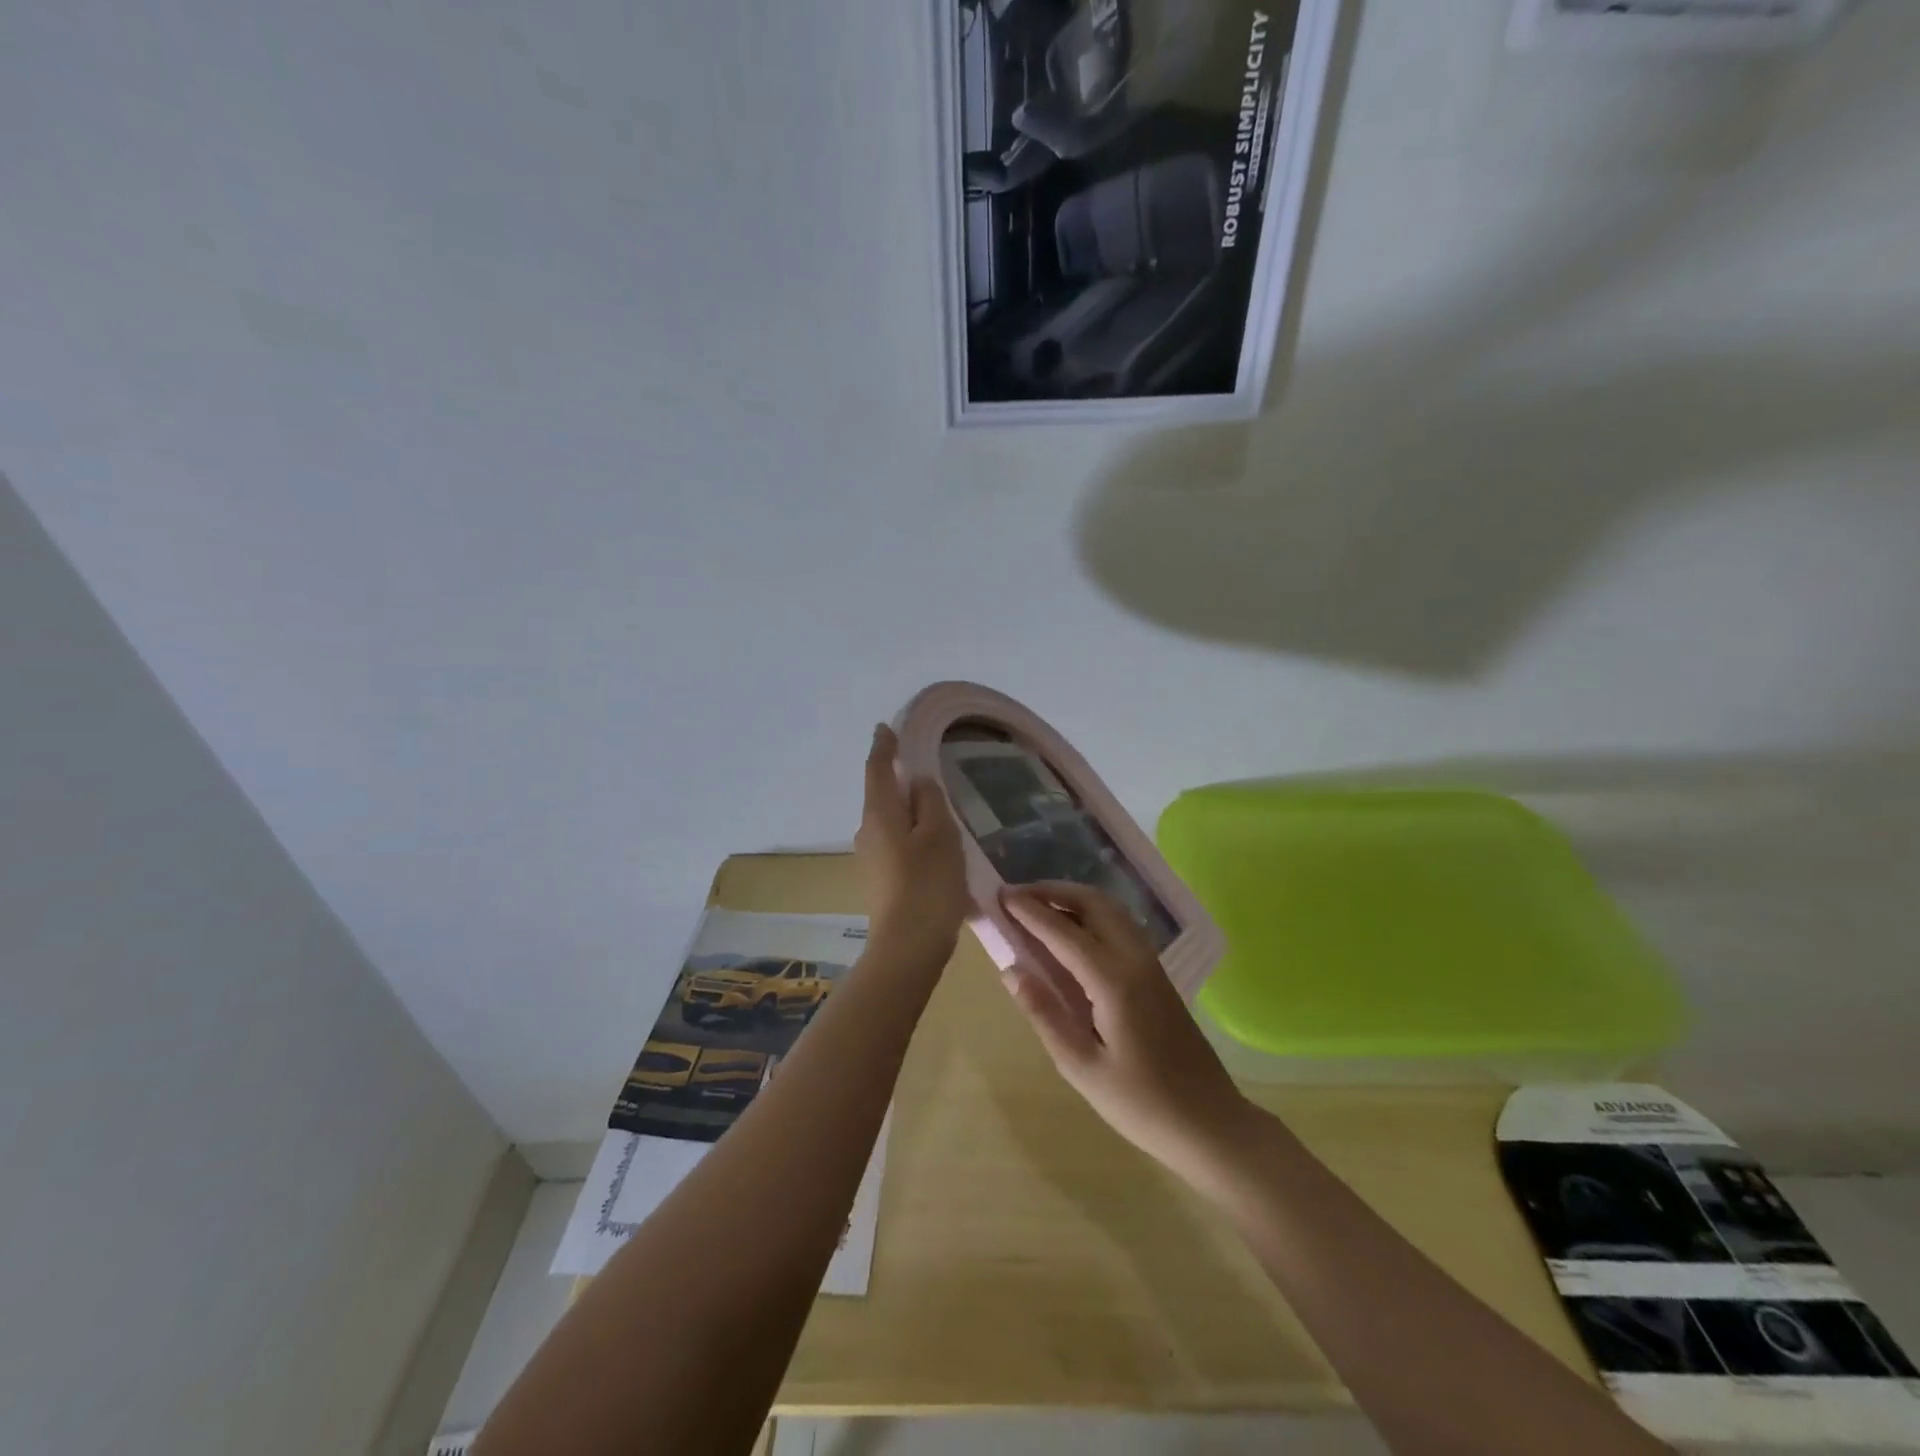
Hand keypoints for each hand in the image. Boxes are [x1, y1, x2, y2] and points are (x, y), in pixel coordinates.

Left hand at [855, 724, 968, 963]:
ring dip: (907, 810)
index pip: (877, 769)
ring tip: (936, 809)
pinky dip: (910, 834)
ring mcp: (870, 858)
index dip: (883, 747)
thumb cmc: (928, 882)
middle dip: (897, 779)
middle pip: (881, 795)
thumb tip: (917, 782)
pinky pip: (895, 843)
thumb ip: (930, 801)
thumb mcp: (939, 834)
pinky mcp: (879, 880)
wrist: (908, 946)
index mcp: (879, 813)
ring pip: (889, 821)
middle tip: (924, 768)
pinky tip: (932, 845)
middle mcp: (867, 831)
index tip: (887, 728)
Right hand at [1002, 881, 1247, 1174]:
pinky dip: (1090, 913)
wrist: (1209, 1122)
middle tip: (1016, 896)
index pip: (1063, 932)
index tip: (1000, 896)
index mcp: (1114, 981)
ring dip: (1072, 898)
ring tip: (1038, 906)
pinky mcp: (1157, 973)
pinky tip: (1071, 932)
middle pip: (1092, 903)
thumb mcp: (1081, 1067)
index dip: (1030, 911)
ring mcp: (1151, 962)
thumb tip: (1011, 970)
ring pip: (1110, 909)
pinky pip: (1120, 925)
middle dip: (1052, 891)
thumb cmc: (1141, 1103)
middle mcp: (1135, 959)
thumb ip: (1045, 1013)